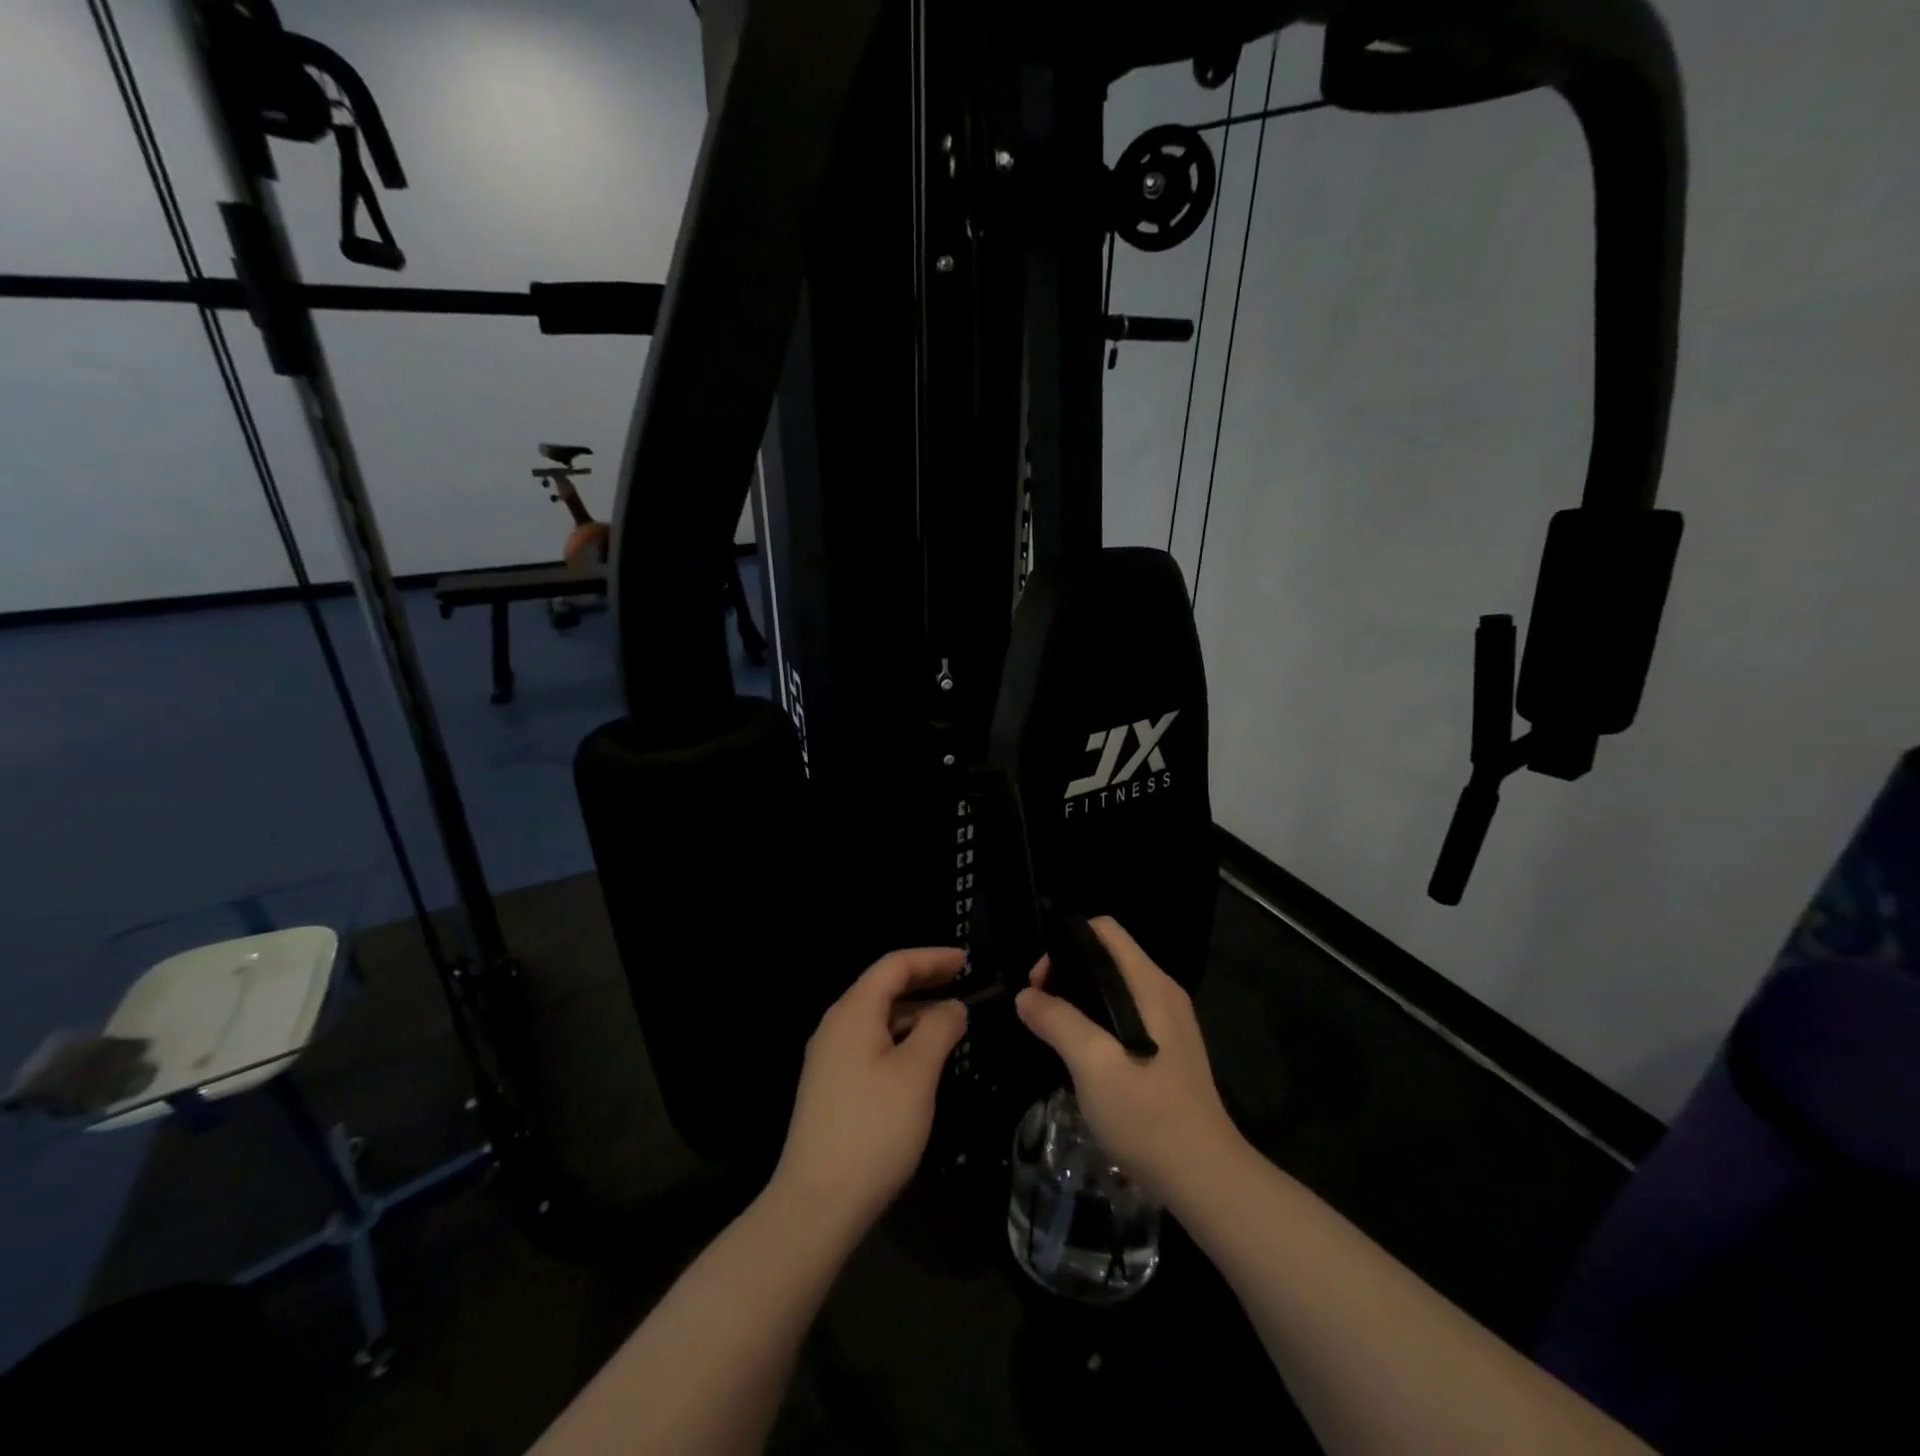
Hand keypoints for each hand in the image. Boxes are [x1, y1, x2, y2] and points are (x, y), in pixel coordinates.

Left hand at [773, 947, 968, 1233]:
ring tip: (950, 1019)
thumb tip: (953, 1006)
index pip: (894, 966)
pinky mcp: (831, 1086)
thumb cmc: (873, 1129)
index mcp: (853, 1013)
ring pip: (877, 1018)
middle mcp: (836, 1026)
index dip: (931, 958)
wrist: (816, 1204)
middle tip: (962, 980)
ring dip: (913, 1011)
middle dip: (923, 980)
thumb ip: (939, 1029)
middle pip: (882, 987)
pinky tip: (921, 1057)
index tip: (966, 960)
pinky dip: (900, 1037)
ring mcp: (829, 1058)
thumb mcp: (917, 1073)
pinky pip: (870, 1043)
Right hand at [1015, 917, 1242, 1204]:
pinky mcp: (1168, 1050)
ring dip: (1079, 1000)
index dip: (1066, 943)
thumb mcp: (1092, 1063)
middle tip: (1039, 1009)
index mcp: (1150, 984)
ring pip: (1114, 988)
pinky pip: (1124, 1015)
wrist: (1203, 1177)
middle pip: (1107, 957)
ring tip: (1053, 1032)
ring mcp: (1169, 1023)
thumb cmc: (1147, 1114)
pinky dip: (1097, 1021)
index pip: (1105, 930)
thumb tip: (1025, 996)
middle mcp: (1162, 993)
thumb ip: (1057, 1021)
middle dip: (1067, 973)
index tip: (1040, 981)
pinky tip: (1081, 1056)